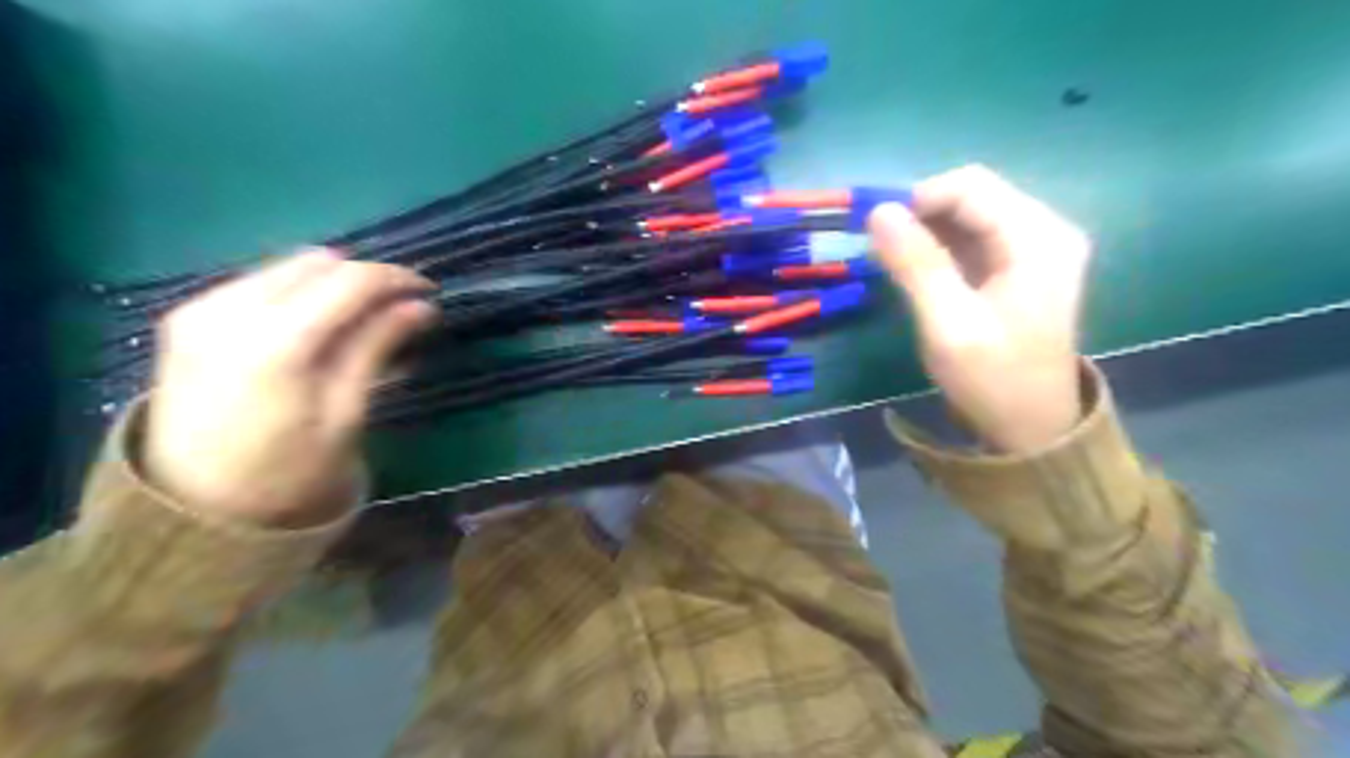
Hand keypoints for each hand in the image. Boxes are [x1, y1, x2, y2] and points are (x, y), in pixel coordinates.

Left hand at [142, 249, 435, 527]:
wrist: (192, 507)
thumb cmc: (286, 471)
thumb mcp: (344, 413)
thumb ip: (376, 347)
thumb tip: (421, 307)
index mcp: (275, 342)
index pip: (350, 281)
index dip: (397, 279)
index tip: (429, 293)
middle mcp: (231, 310)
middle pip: (319, 263)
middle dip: (366, 278)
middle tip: (398, 309)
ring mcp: (201, 309)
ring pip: (288, 266)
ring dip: (333, 282)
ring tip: (361, 317)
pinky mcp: (188, 316)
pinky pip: (259, 281)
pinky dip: (299, 291)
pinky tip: (315, 323)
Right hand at [870, 165, 1089, 453]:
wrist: (1034, 428)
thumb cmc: (992, 379)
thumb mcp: (948, 324)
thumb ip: (916, 264)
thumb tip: (879, 211)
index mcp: (1037, 238)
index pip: (970, 186)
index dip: (917, 199)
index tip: (877, 232)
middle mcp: (1045, 230)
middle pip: (973, 195)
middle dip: (921, 216)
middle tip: (883, 252)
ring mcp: (1037, 248)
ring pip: (971, 215)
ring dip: (928, 232)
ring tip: (895, 264)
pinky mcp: (1024, 266)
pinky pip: (976, 238)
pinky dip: (941, 248)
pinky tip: (919, 273)